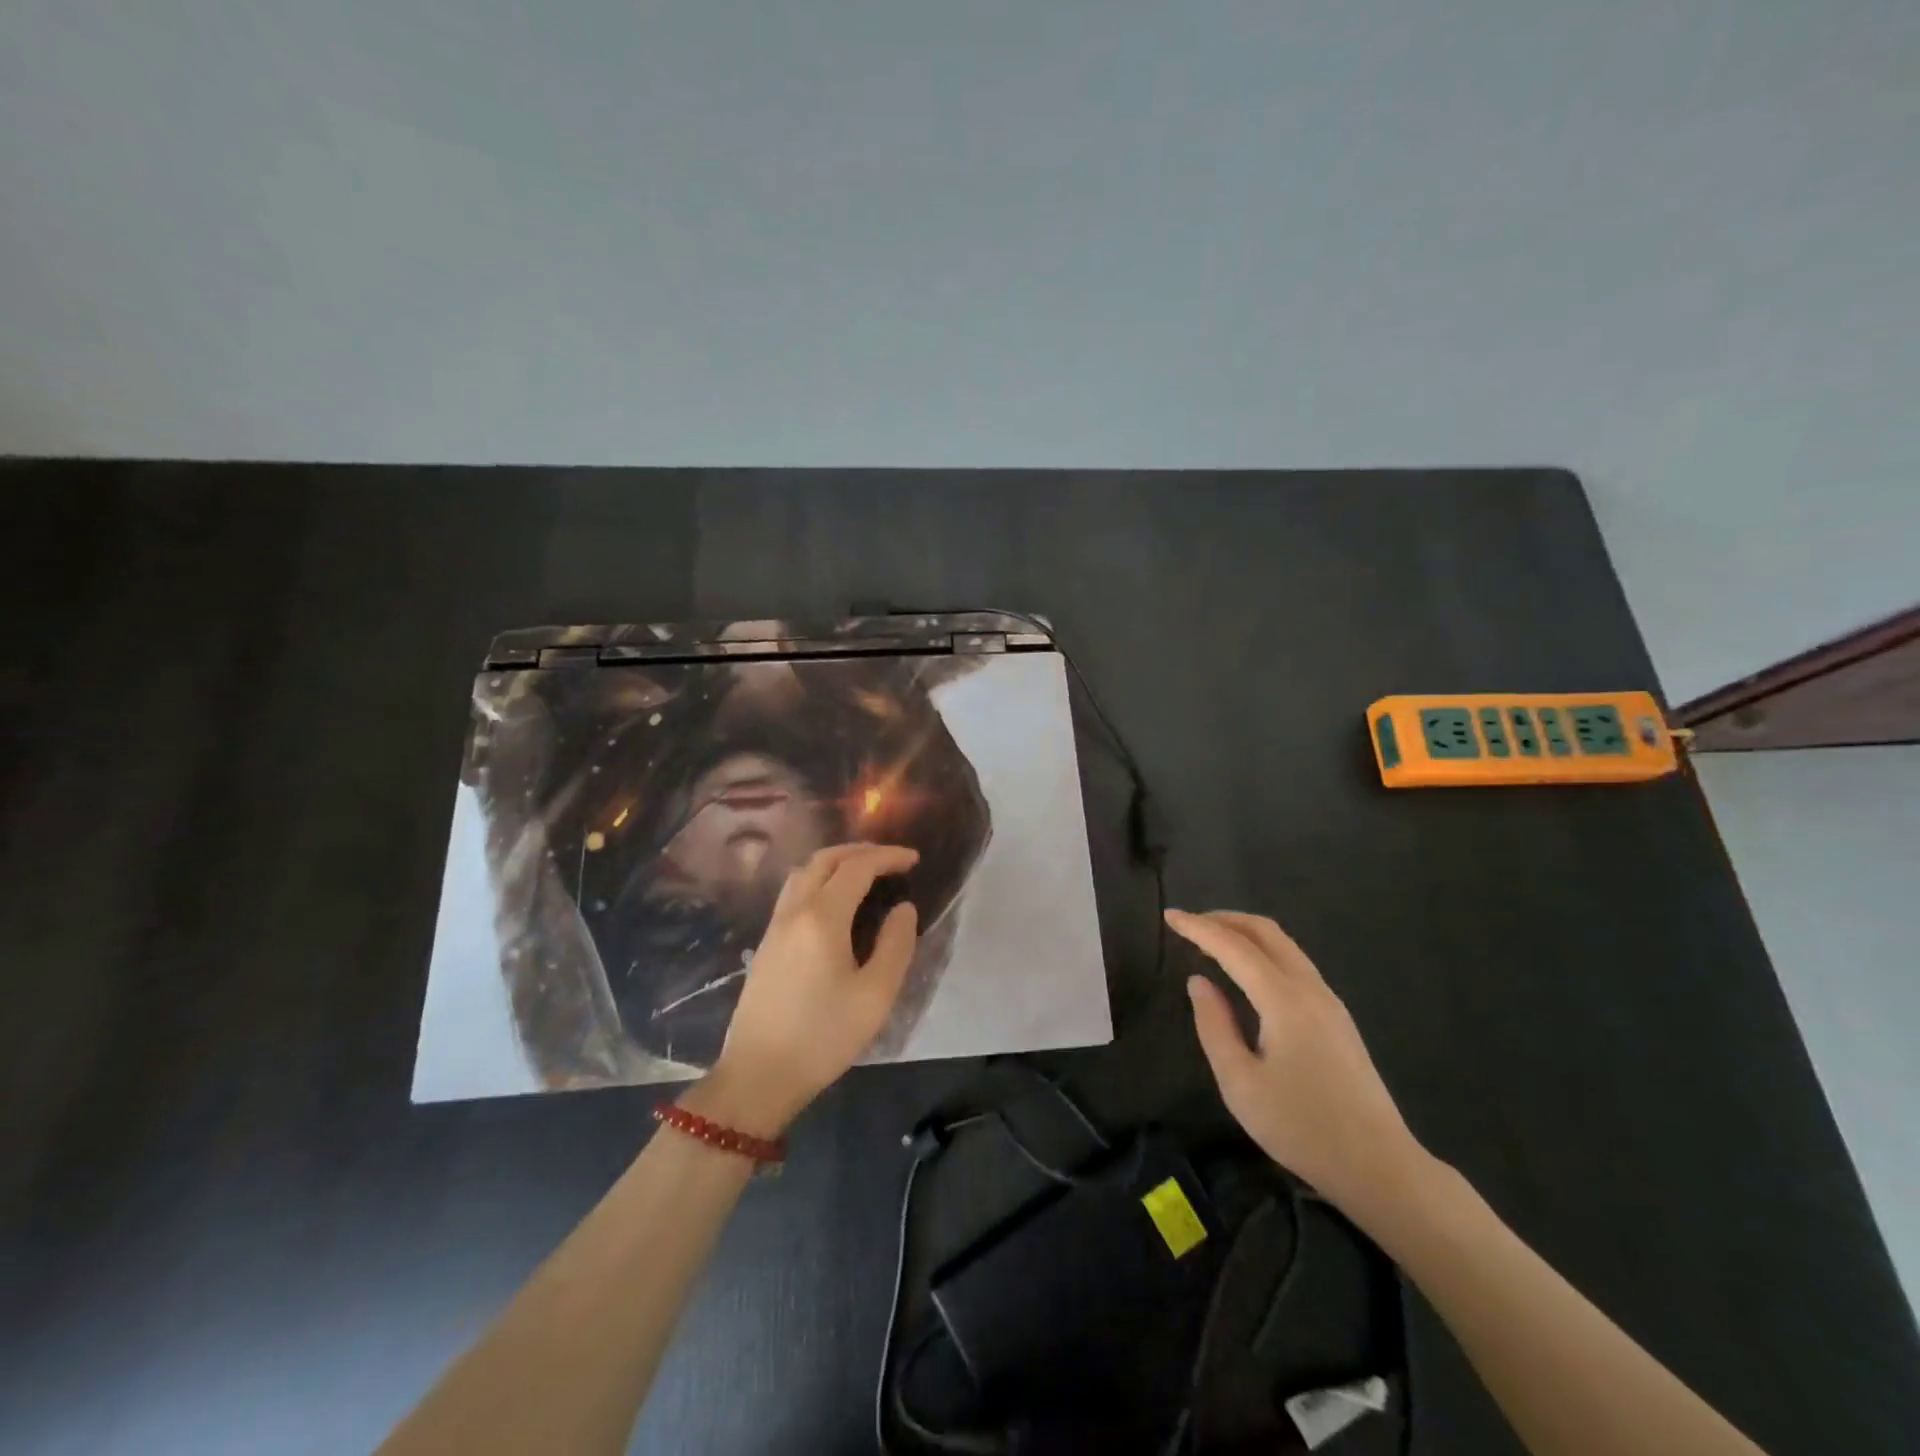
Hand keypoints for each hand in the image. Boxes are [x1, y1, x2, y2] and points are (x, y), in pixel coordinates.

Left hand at [689, 843, 919, 1137]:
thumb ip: (895, 944)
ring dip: (836, 863)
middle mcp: (794, 911)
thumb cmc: (823, 1036)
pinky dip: (819, 880)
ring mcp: (774, 926)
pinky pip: (793, 892)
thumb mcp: (875, 995)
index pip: (857, 867)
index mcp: (822, 918)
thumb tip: (903, 909)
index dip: (888, 856)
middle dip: (861, 851)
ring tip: (864, 874)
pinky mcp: (766, 944)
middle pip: (824, 860)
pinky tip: (835, 903)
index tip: (914, 859)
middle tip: (891, 860)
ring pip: (803, 873)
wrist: (758, 1075)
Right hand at [1168, 908, 1427, 1215]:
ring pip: (1284, 945)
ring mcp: (1329, 1001)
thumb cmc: (1301, 1128)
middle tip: (1189, 923)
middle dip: (1224, 919)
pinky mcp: (1337, 1017)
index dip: (1198, 928)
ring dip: (1245, 933)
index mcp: (1283, 1000)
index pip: (1233, 947)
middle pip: (1266, 932)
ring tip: (1212, 942)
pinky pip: (1295, 963)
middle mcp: (1309, 988)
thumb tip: (1199, 982)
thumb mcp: (1240, 1083)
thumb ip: (1214, 1025)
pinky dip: (1263, 952)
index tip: (1169, 916)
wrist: (1380, 1167)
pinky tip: (1247, 971)